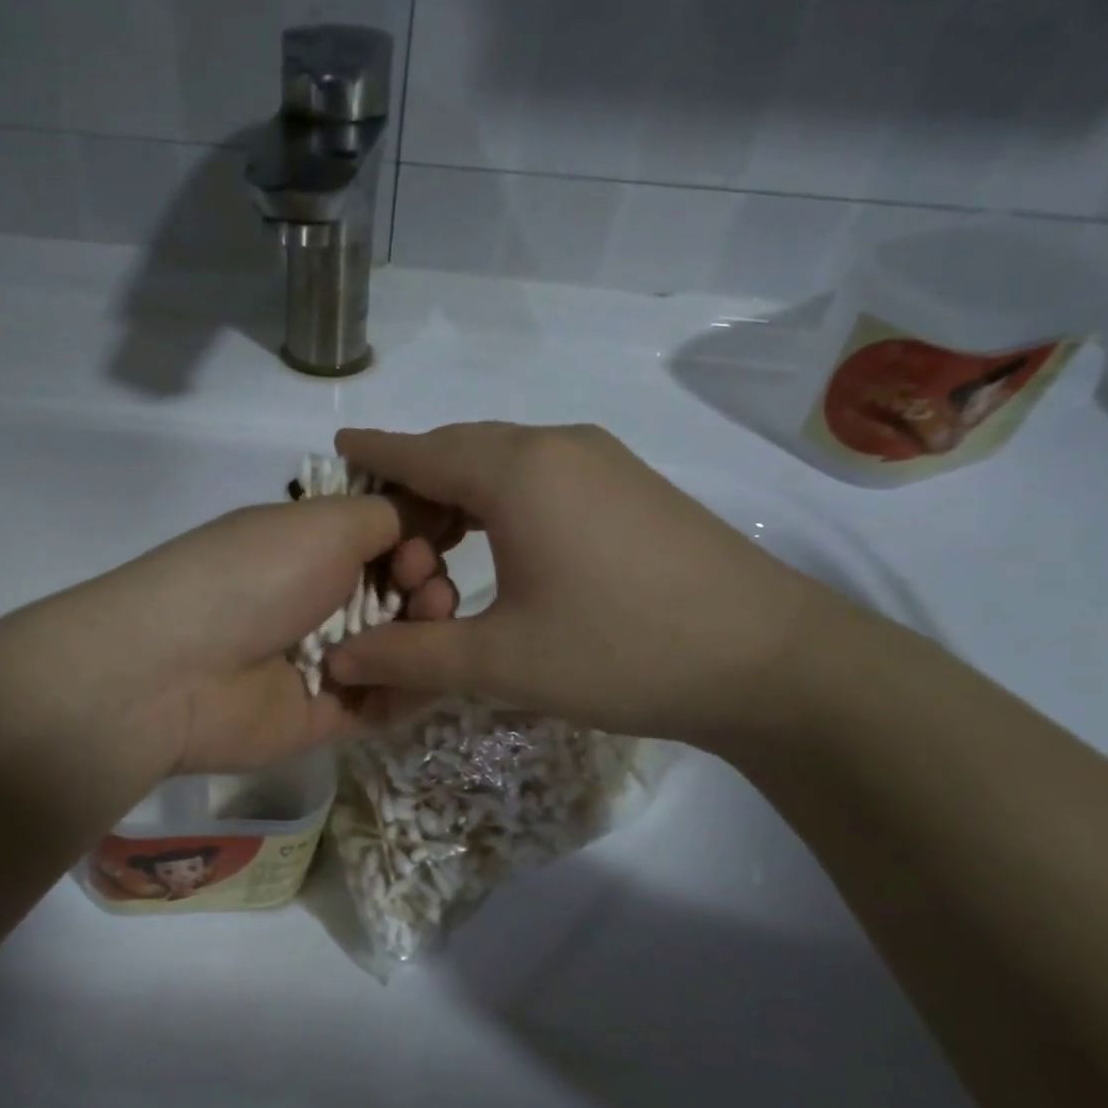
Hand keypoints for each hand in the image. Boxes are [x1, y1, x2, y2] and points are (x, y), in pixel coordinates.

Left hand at [64, 493, 459, 774]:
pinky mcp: (325, 715)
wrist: (179, 670)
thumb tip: (434, 508)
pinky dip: (413, 685)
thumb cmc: (255, 576)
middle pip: (397, 591)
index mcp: (309, 547)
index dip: (419, 535)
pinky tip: (431, 669)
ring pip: (398, 646)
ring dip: (425, 630)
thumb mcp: (326, 523)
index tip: (435, 537)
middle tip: (422, 585)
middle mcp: (316, 600)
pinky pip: (385, 700)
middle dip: (425, 581)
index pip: (384, 538)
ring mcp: (322, 660)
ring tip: (427, 621)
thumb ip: (390, 514)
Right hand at [325, 422, 843, 747]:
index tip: (338, 445)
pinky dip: (503, 495)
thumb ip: (410, 656)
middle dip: (414, 476)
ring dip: (461, 488)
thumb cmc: (621, 652)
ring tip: (434, 538)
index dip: (375, 452)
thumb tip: (337, 662)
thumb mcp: (501, 662)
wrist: (769, 660)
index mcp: (516, 472)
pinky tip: (502, 539)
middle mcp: (557, 446)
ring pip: (505, 458)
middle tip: (379, 523)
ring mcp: (603, 460)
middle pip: (462, 447)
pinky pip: (544, 472)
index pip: (421, 451)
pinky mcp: (632, 485)